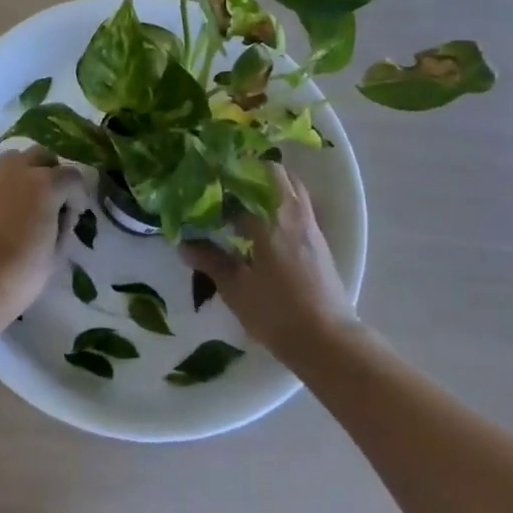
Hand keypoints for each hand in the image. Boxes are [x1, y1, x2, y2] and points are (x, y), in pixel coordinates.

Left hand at [0, 149, 84, 320]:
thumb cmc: (21, 274)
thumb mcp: (57, 253)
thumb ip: (64, 224)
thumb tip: (62, 214)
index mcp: (45, 184)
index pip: (72, 175)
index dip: (78, 195)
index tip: (73, 216)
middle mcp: (17, 171)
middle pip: (42, 155)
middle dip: (52, 172)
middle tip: (52, 200)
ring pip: (14, 160)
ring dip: (25, 173)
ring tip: (25, 201)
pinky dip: (2, 188)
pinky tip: (1, 214)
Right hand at [182, 166, 355, 358]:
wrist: (327, 340)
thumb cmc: (277, 312)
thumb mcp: (236, 288)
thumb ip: (210, 260)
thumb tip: (184, 243)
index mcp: (270, 219)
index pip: (244, 182)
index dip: (222, 177)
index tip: (205, 179)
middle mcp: (293, 213)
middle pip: (274, 173)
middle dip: (249, 172)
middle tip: (225, 184)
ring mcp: (310, 226)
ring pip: (291, 187)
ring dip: (268, 185)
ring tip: (244, 199)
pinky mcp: (320, 241)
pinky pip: (299, 205)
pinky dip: (281, 202)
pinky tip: (264, 223)